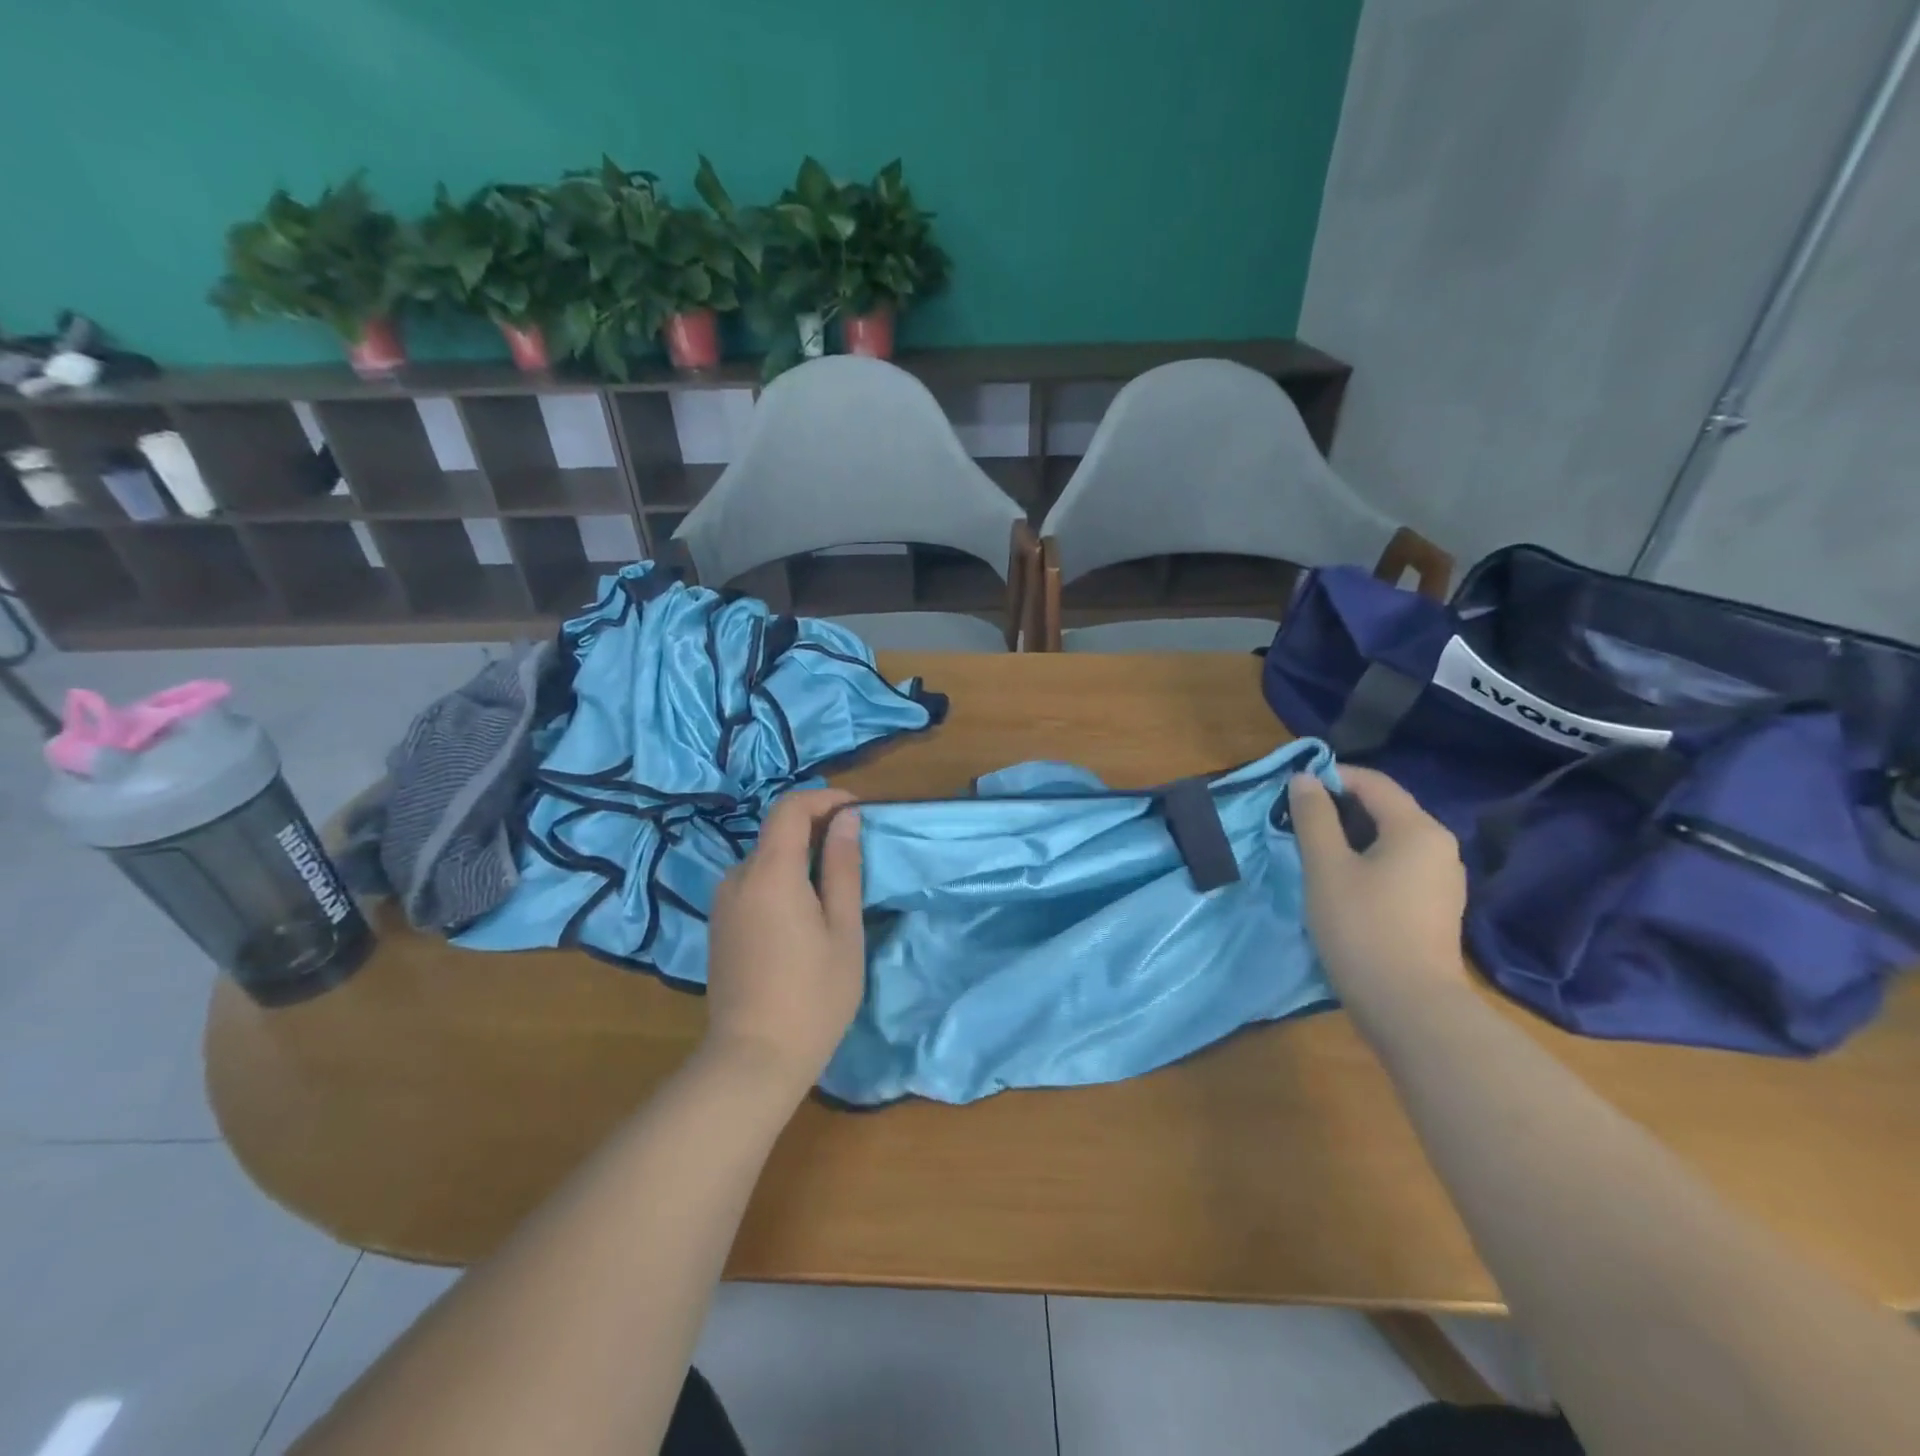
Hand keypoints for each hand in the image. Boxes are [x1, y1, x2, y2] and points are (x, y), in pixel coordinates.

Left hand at [702, 789, 865, 1095]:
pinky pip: (753, 884)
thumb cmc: (812, 995)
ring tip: (834, 890)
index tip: (857, 813)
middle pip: (777, 832)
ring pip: (766, 859)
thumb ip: (843, 867)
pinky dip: (782, 881)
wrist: (752, 1060)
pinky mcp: (719, 926)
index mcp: (770, 872)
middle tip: (855, 855)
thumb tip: (846, 818)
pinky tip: (804, 916)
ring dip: (800, 858)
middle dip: (817, 830)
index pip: (790, 808)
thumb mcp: (843, 929)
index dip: (825, 799)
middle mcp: (737, 877)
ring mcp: (723, 903)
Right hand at [1286, 767, 1469, 992]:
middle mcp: (1440, 846)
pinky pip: (1398, 866)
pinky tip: (1341, 882)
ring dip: (1350, 836)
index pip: (1373, 782)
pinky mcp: (1435, 907)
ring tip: (1312, 850)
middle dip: (1338, 807)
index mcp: (1418, 829)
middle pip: (1384, 808)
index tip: (1292, 789)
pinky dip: (1367, 861)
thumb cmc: (1363, 927)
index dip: (1331, 777)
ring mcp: (1442, 880)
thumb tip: (1305, 779)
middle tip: (1295, 820)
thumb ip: (1313, 818)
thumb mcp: (1326, 867)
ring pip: (1390, 839)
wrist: (1410, 1008)